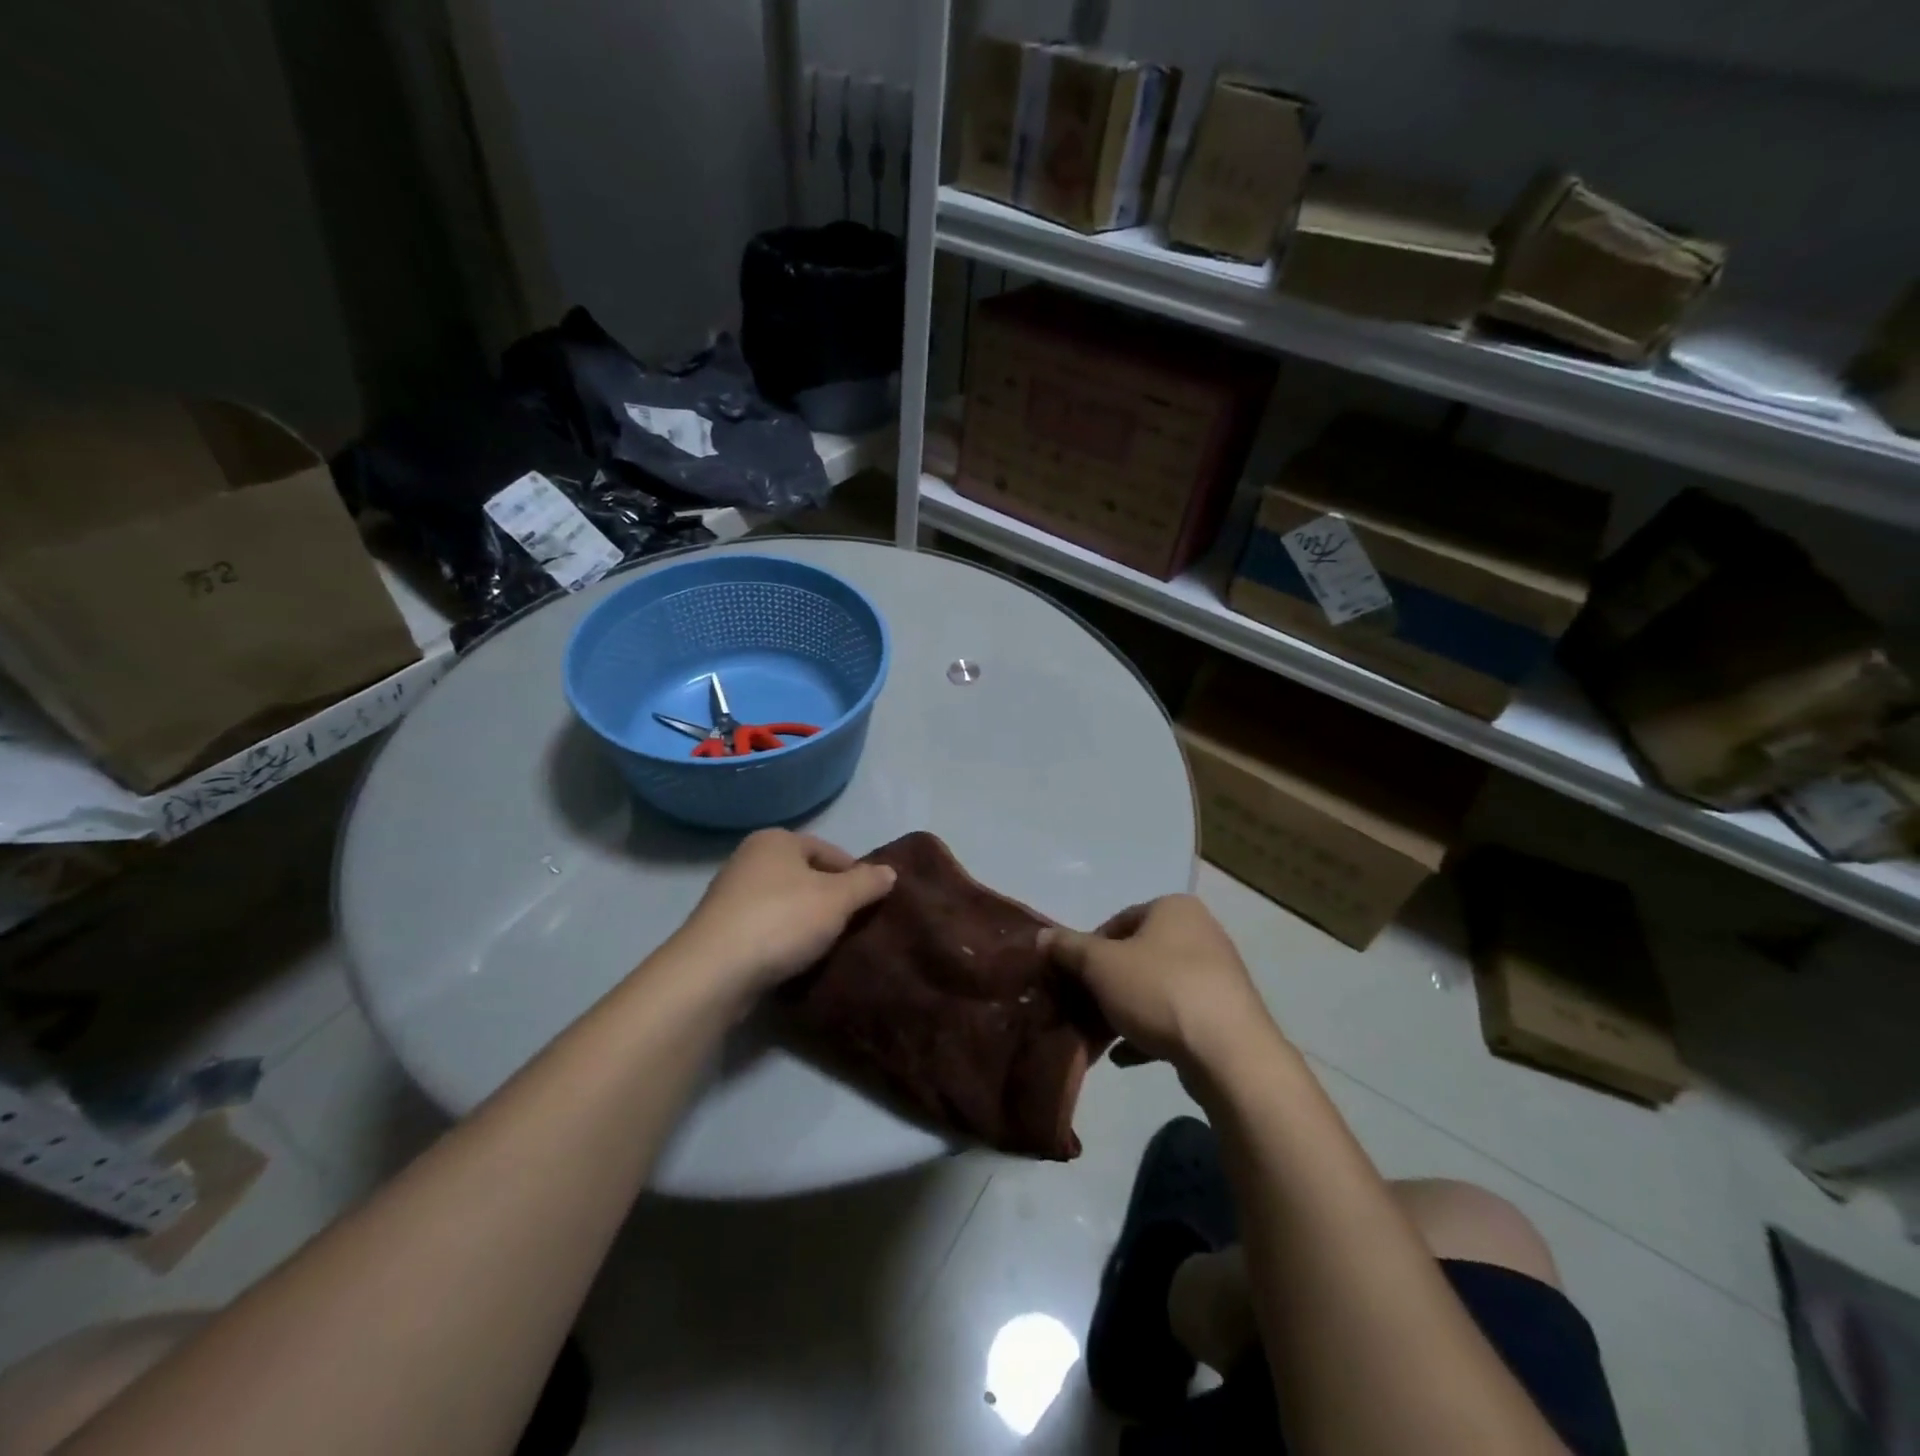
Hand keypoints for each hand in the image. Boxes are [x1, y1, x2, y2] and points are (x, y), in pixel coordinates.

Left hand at [661, 829, 895, 1002]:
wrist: (714, 971)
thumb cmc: (782, 920)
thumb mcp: (837, 899)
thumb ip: (866, 883)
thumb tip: (889, 871)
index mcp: (775, 840)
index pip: (827, 850)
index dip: (853, 873)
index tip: (870, 900)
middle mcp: (749, 859)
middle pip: (804, 875)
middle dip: (829, 897)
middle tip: (852, 923)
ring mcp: (730, 895)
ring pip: (784, 902)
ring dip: (805, 920)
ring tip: (827, 944)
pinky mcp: (720, 930)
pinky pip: (764, 927)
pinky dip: (782, 938)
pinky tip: (795, 958)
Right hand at [1040, 894, 1277, 1072]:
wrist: (1229, 1054)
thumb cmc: (1160, 991)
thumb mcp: (1101, 965)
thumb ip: (1068, 949)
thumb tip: (1041, 936)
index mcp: (1174, 909)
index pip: (1117, 921)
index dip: (1087, 950)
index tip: (1072, 979)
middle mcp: (1200, 933)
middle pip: (1135, 956)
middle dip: (1104, 984)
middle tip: (1081, 1008)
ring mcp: (1216, 976)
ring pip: (1154, 988)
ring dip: (1124, 1010)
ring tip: (1099, 1036)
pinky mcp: (1224, 1014)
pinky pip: (1175, 1017)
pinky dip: (1148, 1031)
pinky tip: (1125, 1056)